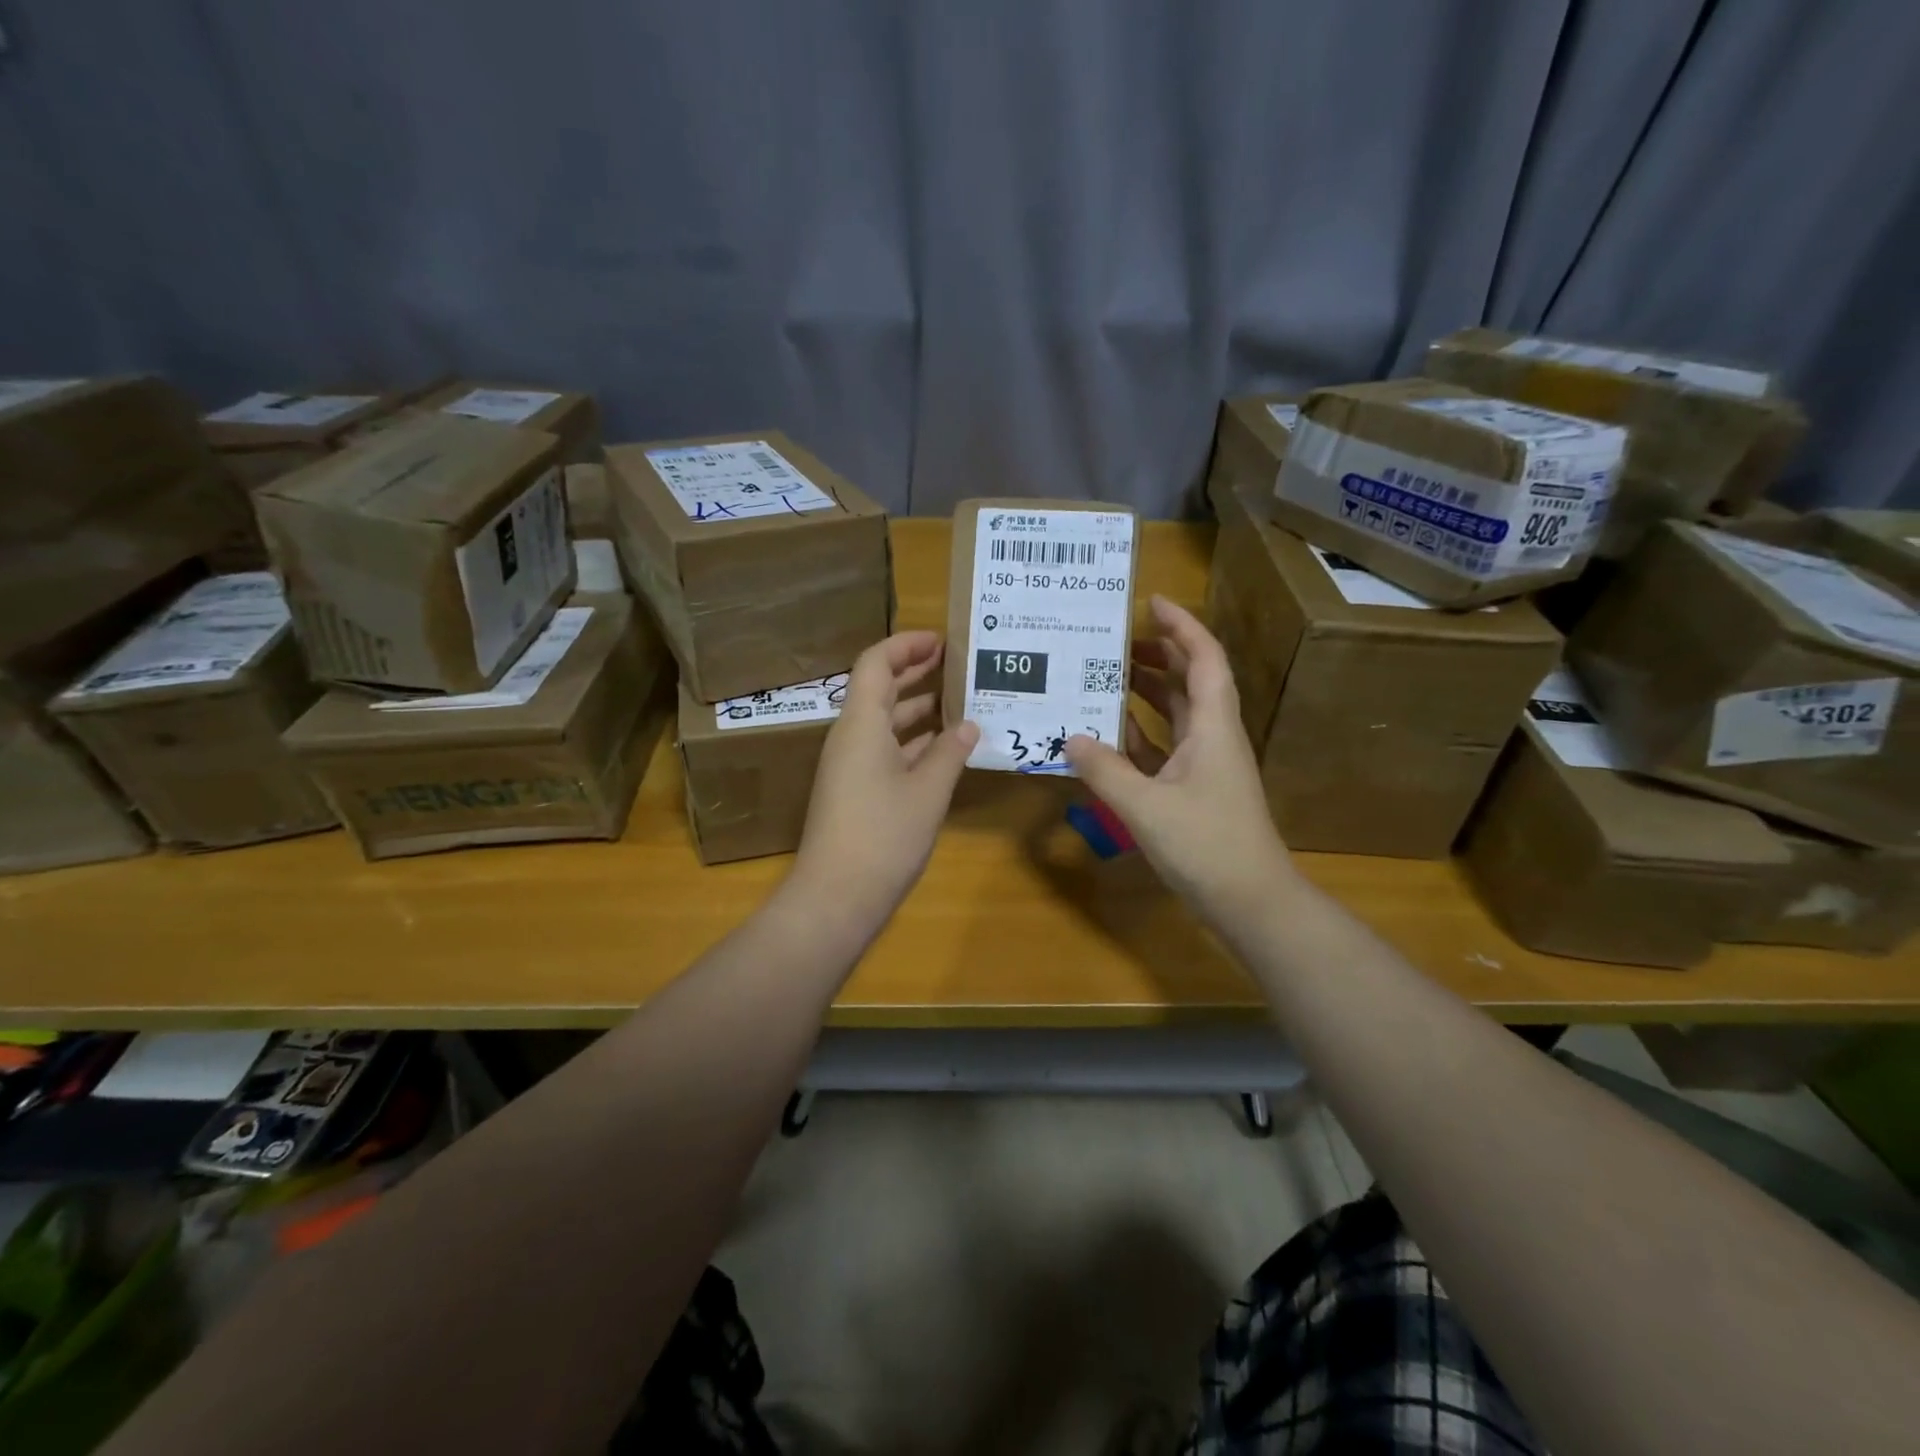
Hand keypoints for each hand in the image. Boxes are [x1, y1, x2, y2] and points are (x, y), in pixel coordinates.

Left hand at [788, 632, 978, 929]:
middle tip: (958, 664)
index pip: (876, 663)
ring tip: (962, 702)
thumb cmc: (883, 835)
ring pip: (885, 722)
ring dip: (919, 709)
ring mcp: (850, 765)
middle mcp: (850, 737)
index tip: (943, 641)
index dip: (906, 645)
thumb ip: (949, 752)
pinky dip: (914, 742)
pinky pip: (886, 750)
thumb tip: (968, 725)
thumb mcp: (927, 791)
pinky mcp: (855, 791)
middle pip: (880, 689)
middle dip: (916, 672)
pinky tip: (946, 748)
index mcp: (861, 724)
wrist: (836, 897)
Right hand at [1064, 596, 1295, 930]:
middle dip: (1158, 655)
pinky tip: (1108, 735)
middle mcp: (1213, 737)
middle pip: (1190, 681)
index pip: (1204, 660)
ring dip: (1147, 693)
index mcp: (1213, 727)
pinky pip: (1164, 748)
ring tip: (1106, 678)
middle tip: (1115, 642)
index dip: (1182, 626)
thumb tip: (1069, 737)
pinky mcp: (1194, 791)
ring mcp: (1205, 765)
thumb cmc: (1207, 845)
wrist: (1250, 901)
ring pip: (1176, 714)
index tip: (1151, 602)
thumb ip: (1104, 770)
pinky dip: (1139, 735)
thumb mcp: (1146, 806)